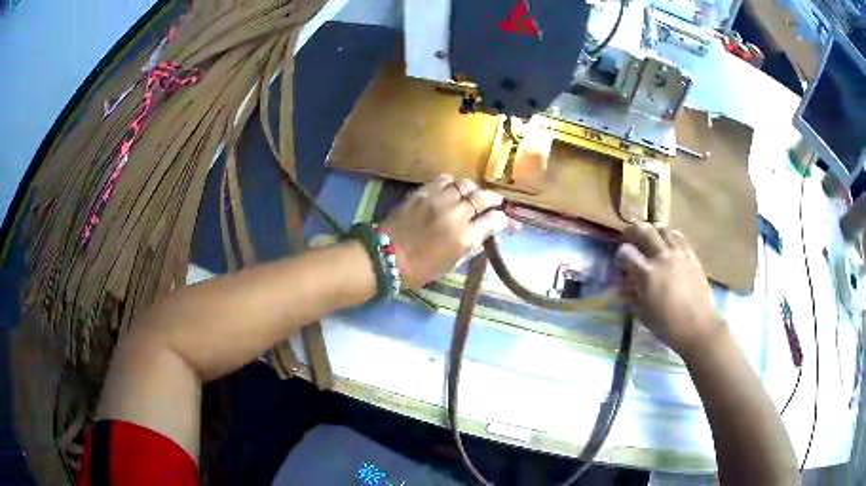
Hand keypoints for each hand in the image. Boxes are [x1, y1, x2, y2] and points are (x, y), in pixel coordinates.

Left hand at [380, 174, 514, 287]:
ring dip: (473, 190)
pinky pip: (444, 179)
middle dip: (494, 199)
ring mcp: (439, 200)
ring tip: (472, 195)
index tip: (506, 221)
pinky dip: (452, 183)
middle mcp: (455, 214)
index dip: (504, 220)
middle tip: (496, 202)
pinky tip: (451, 190)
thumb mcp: (451, 265)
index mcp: (464, 238)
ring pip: (465, 184)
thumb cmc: (420, 269)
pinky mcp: (423, 192)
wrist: (386, 256)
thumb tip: (484, 234)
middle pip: (483, 197)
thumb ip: (471, 247)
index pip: (494, 221)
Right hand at [614, 223, 723, 356]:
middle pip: (644, 231)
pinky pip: (680, 237)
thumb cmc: (667, 325)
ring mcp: (679, 255)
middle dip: (632, 231)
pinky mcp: (692, 257)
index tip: (619, 261)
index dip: (619, 254)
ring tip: (649, 236)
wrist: (698, 327)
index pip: (626, 252)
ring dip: (653, 230)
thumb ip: (631, 294)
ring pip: (663, 230)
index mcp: (647, 274)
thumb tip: (623, 284)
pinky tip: (668, 240)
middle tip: (628, 236)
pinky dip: (670, 234)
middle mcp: (662, 258)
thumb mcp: (642, 313)